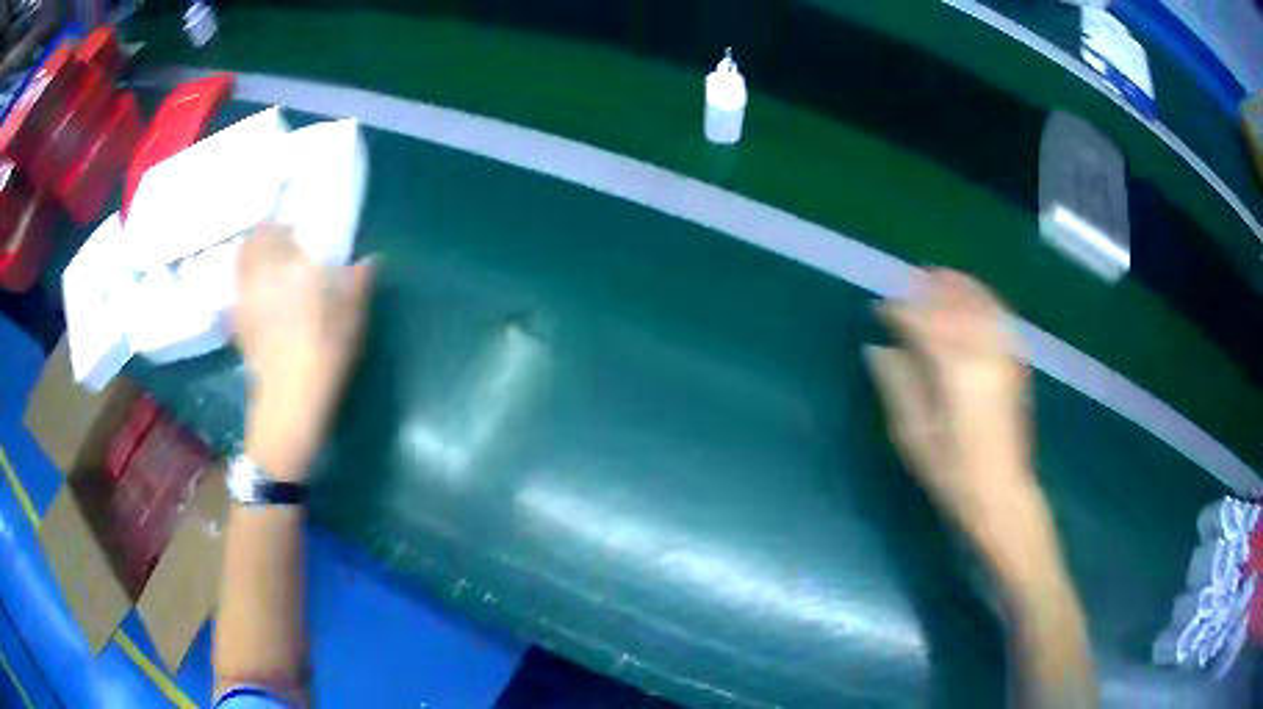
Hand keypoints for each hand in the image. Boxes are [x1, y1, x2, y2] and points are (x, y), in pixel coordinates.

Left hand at [234, 223, 374, 480]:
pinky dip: (243, 290)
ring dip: (247, 261)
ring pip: (238, 271)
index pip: (272, 232)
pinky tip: (256, 300)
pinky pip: (236, 298)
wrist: (292, 401)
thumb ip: (358, 282)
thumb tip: (370, 260)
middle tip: (273, 241)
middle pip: (248, 247)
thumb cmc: (324, 351)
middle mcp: (259, 279)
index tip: (288, 226)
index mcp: (286, 267)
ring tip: (263, 266)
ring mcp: (245, 305)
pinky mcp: (240, 331)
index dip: (277, 224)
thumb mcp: (351, 316)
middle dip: (257, 239)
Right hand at [866, 269, 1035, 540]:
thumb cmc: (952, 471)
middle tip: (907, 282)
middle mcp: (981, 353)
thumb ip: (897, 386)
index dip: (899, 312)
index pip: (922, 324)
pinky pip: (1000, 317)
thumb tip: (878, 349)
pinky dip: (984, 300)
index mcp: (953, 371)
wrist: (1001, 491)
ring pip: (980, 304)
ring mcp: (1003, 355)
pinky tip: (973, 299)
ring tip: (937, 278)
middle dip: (929, 288)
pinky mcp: (1015, 363)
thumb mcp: (914, 435)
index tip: (880, 308)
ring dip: (957, 286)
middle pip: (953, 305)